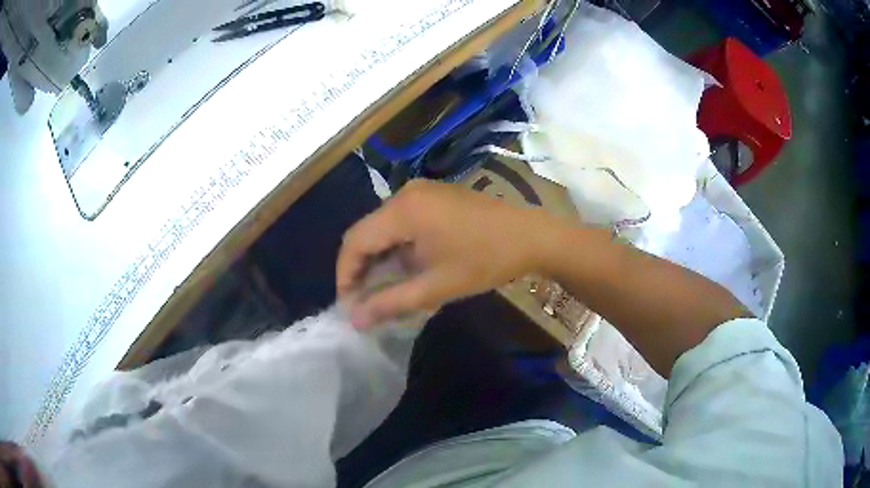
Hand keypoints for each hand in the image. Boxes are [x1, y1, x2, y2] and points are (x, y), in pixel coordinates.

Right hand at [337, 180, 559, 328]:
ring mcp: (422, 191)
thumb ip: (390, 303)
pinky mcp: (434, 195)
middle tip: (364, 301)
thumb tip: (354, 320)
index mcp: (403, 211)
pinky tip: (406, 267)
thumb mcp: (436, 287)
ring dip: (379, 257)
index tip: (349, 305)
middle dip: (360, 268)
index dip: (345, 275)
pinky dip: (396, 245)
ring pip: (383, 226)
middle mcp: (405, 193)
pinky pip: (401, 220)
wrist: (532, 236)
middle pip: (366, 231)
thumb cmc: (485, 261)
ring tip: (383, 289)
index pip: (354, 241)